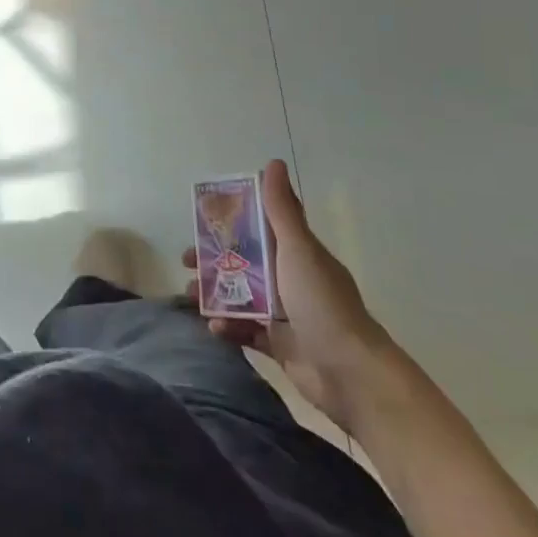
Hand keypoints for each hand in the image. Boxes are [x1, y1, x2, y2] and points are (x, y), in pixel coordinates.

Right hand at [186, 160, 397, 434]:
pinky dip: (228, 328)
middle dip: (213, 260)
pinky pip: (245, 331)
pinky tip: (214, 327)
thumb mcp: (298, 249)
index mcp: (296, 254)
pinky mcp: (279, 346)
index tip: (202, 221)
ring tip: (191, 296)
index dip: (231, 222)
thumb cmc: (322, 303)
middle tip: (187, 261)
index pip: (260, 229)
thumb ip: (282, 210)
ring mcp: (285, 314)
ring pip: (240, 296)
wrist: (351, 374)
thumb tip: (273, 162)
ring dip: (214, 294)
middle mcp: (290, 280)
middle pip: (244, 263)